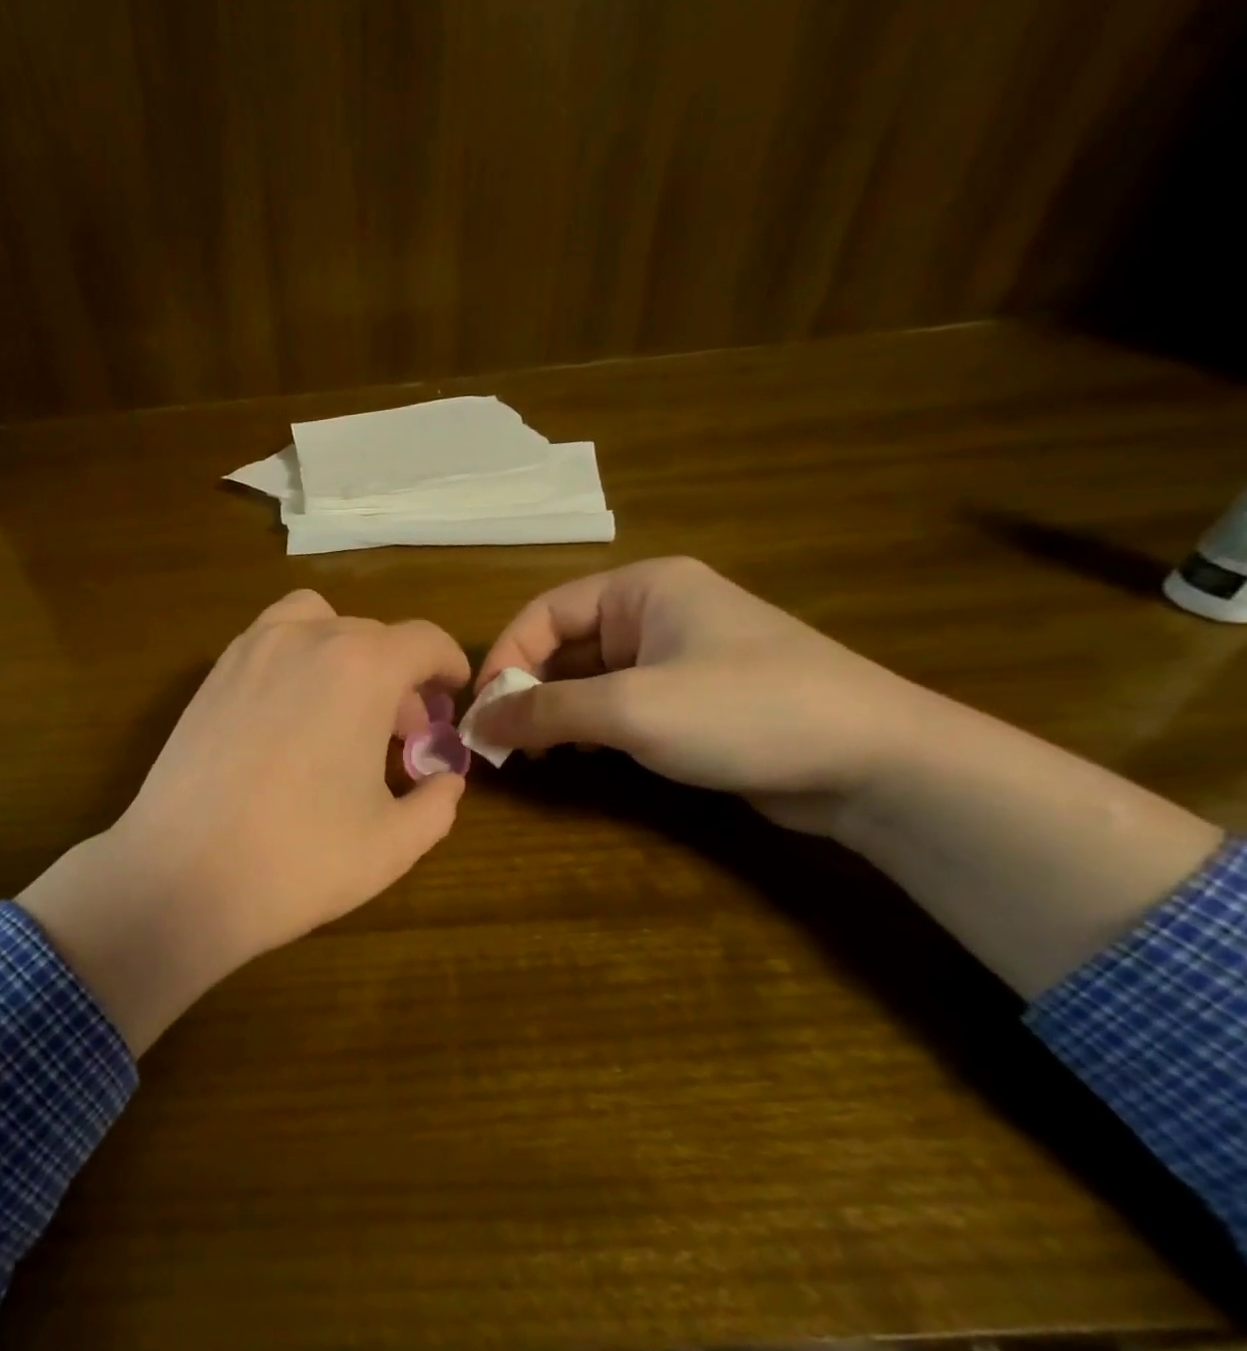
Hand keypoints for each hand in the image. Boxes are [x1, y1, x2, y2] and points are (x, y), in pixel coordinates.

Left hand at [19, 590, 469, 1052]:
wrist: (181, 877)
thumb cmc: (299, 860)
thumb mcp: (393, 844)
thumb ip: (437, 803)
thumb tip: (445, 780)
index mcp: (361, 668)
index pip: (424, 640)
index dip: (448, 664)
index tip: (453, 691)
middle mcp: (305, 639)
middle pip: (372, 635)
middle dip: (399, 677)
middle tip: (400, 733)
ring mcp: (249, 652)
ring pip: (315, 623)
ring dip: (344, 652)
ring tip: (344, 707)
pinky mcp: (211, 676)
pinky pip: (268, 642)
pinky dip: (295, 658)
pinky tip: (292, 716)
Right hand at [474, 557, 927, 832]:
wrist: (873, 763)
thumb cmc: (744, 711)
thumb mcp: (631, 708)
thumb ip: (545, 712)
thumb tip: (476, 723)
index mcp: (644, 588)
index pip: (545, 612)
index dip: (505, 658)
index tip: (481, 712)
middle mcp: (656, 613)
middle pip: (563, 645)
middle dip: (527, 690)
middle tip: (501, 741)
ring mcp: (676, 658)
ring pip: (588, 679)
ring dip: (553, 712)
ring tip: (532, 753)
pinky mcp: (691, 701)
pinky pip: (618, 705)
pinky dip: (587, 728)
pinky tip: (577, 757)